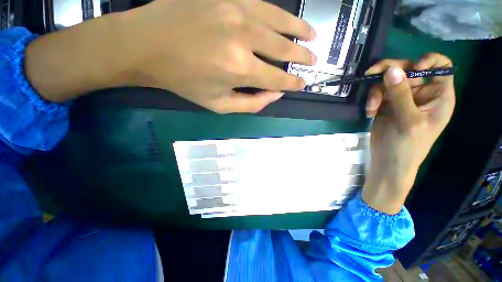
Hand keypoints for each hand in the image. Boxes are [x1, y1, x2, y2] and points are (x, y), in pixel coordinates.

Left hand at [122, 0, 315, 112]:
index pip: (277, 78)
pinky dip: (278, 12)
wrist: (148, 46)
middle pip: (284, 48)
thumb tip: (275, 94)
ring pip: (279, 19)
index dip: (293, 83)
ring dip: (299, 29)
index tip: (302, 84)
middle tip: (313, 59)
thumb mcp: (219, 105)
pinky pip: (261, 2)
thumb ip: (251, 103)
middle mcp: (243, 37)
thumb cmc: (185, 81)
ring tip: (311, 35)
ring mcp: (235, 9)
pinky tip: (285, 18)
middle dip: (302, 56)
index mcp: (239, 69)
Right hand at [361, 53, 455, 213]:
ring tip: (371, 107)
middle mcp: (421, 93)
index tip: (411, 68)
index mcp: (438, 95)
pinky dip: (371, 100)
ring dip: (376, 91)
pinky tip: (369, 112)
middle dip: (389, 72)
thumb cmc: (407, 146)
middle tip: (370, 75)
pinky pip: (377, 92)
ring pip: (388, 80)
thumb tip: (391, 70)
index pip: (440, 66)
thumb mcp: (409, 121)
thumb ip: (401, 95)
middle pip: (408, 69)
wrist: (387, 162)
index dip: (427, 61)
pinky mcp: (386, 104)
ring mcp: (402, 98)